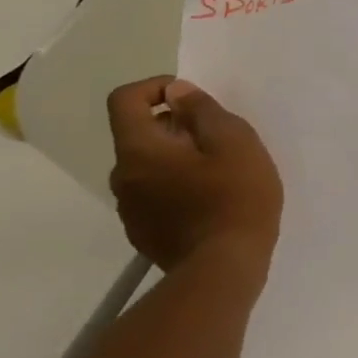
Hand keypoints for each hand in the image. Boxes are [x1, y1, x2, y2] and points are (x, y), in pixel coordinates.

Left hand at [106, 77, 282, 274]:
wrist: (225, 269)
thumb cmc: (235, 197)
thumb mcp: (234, 141)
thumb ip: (203, 110)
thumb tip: (177, 92)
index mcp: (139, 150)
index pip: (124, 100)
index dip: (155, 87)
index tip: (191, 99)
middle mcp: (123, 177)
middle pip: (139, 135)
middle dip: (175, 127)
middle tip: (219, 140)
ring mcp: (130, 210)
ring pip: (148, 167)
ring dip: (177, 159)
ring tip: (220, 173)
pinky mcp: (144, 234)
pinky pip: (155, 196)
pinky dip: (177, 188)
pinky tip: (211, 203)